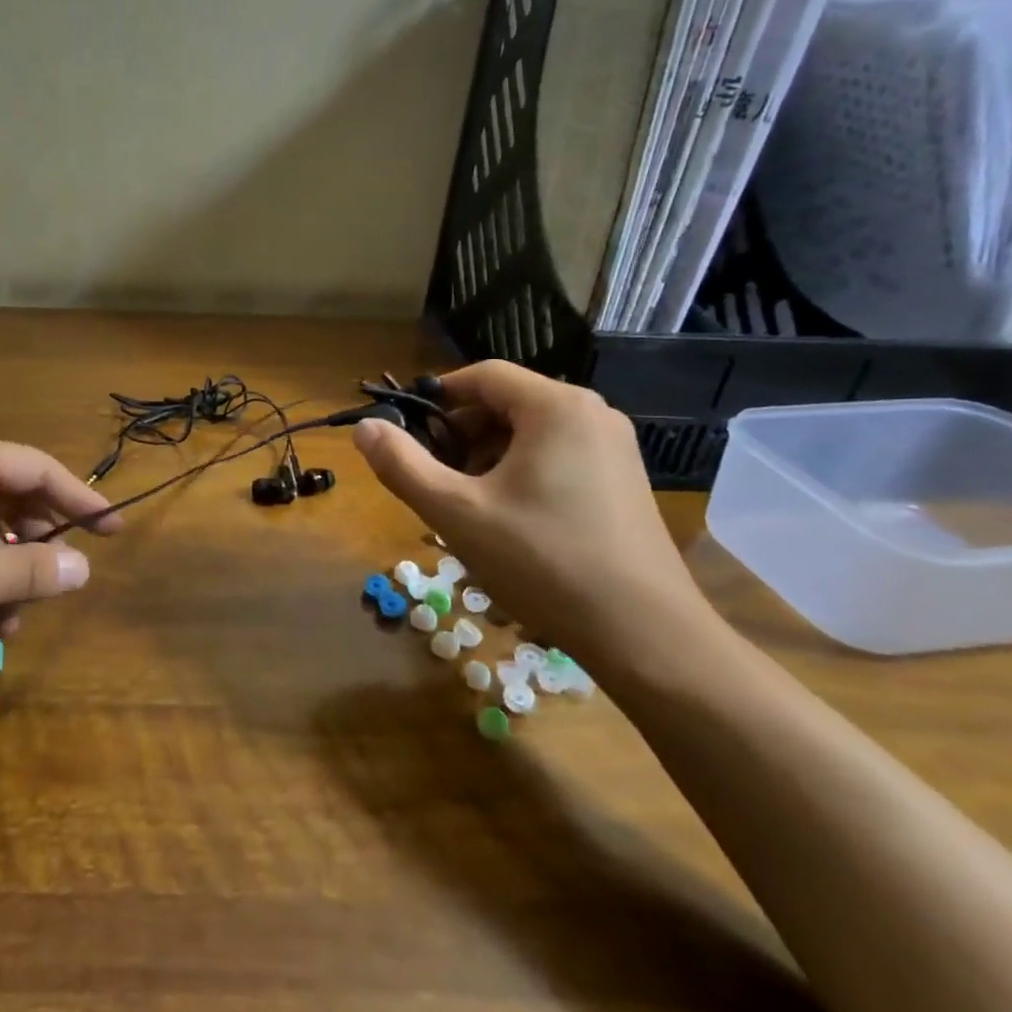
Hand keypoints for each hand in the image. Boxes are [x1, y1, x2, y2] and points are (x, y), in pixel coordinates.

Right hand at [351, 361, 716, 672]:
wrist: (647, 636)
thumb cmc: (543, 562)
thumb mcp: (457, 513)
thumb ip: (403, 465)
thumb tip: (365, 428)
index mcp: (556, 407)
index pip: (482, 376)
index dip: (435, 398)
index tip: (404, 432)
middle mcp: (591, 415)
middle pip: (505, 404)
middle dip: (459, 435)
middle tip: (432, 478)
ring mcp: (613, 449)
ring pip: (529, 434)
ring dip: (486, 458)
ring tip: (465, 505)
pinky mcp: (622, 482)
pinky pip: (556, 457)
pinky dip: (519, 474)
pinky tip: (507, 521)